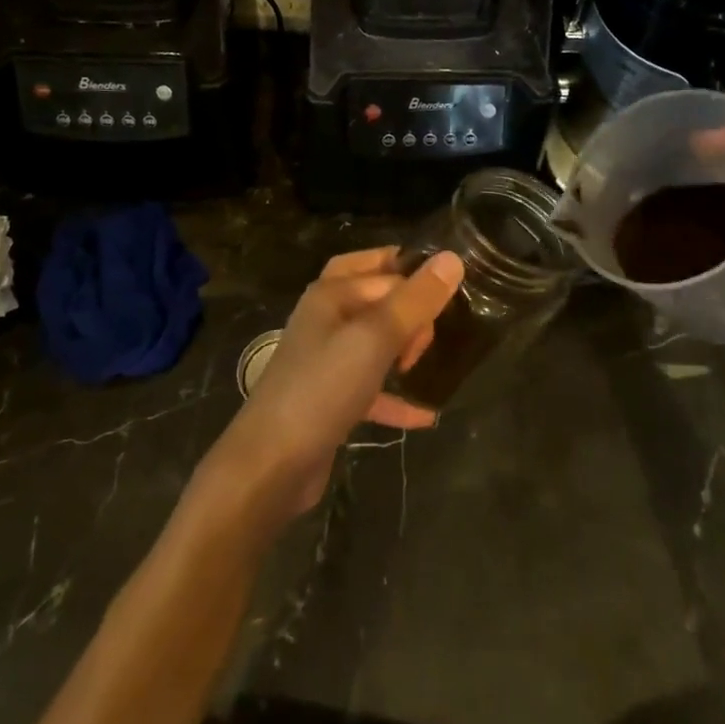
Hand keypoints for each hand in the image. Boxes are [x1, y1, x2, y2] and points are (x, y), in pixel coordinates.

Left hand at [197, 247, 464, 528]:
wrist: (270, 465)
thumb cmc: (322, 389)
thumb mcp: (374, 338)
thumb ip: (414, 300)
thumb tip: (451, 258)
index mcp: (331, 294)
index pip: (383, 267)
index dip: (417, 280)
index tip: (454, 300)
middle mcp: (325, 319)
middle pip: (376, 297)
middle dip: (410, 308)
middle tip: (436, 330)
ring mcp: (326, 360)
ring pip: (374, 340)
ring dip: (404, 347)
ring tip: (434, 360)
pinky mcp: (330, 398)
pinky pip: (371, 387)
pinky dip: (396, 396)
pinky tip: (426, 414)